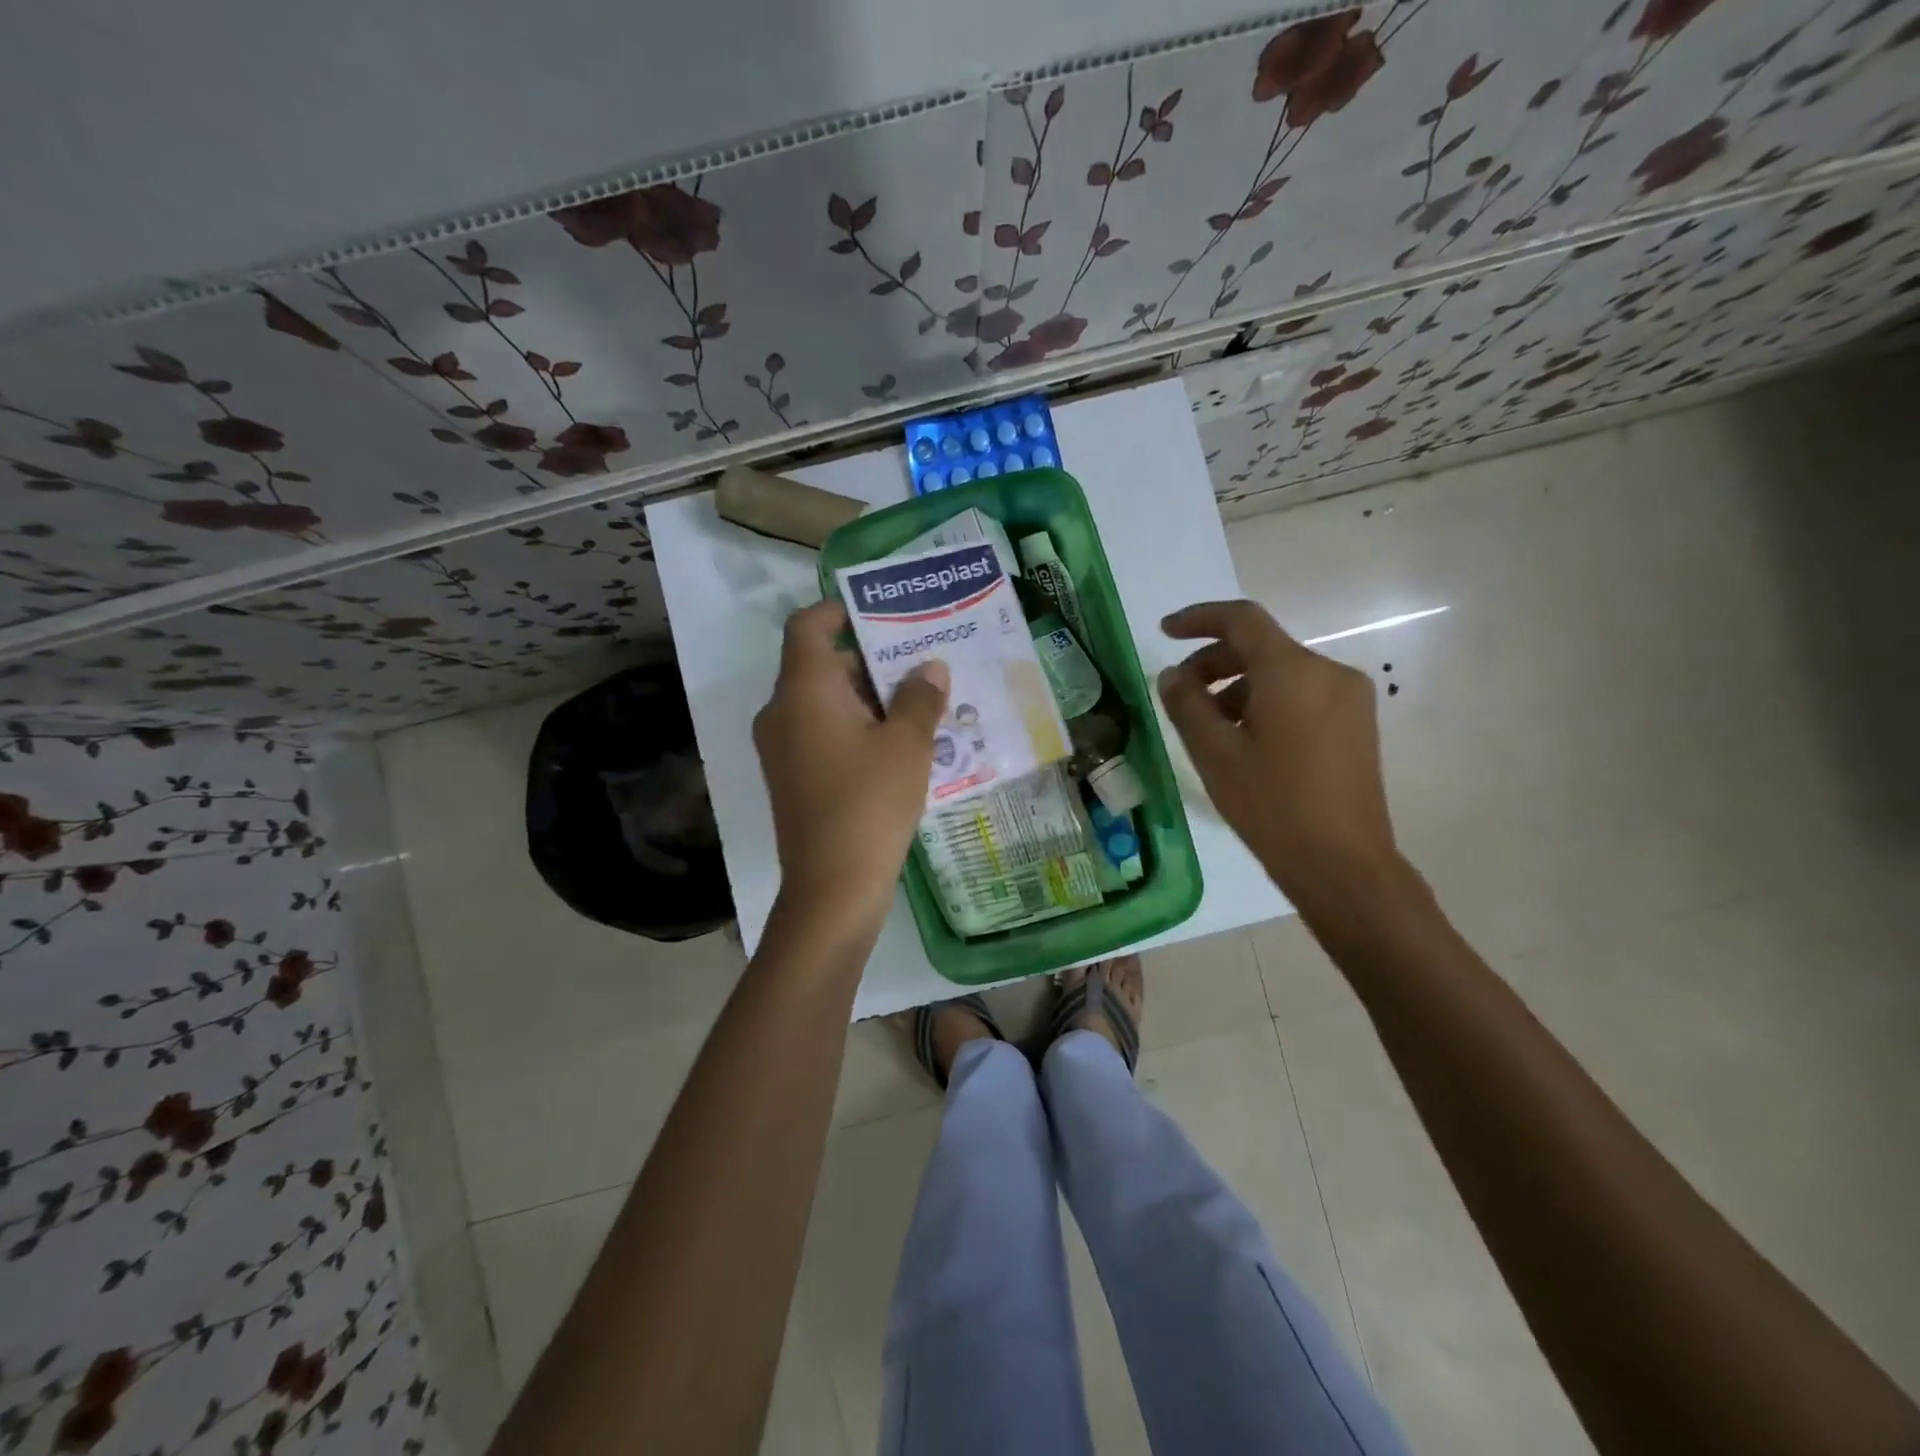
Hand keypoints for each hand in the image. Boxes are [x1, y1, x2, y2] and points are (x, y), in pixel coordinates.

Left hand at [754, 599, 949, 924]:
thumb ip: (919, 698)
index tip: (882, 614)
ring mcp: (782, 748)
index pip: (808, 626)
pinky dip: (855, 727)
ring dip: (867, 697)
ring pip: (824, 702)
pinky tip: (899, 745)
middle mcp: (782, 712)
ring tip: (919, 703)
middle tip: (920, 662)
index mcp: (803, 691)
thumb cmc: (870, 804)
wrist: (832, 887)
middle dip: (870, 659)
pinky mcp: (792, 777)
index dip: (840, 611)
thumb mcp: (907, 746)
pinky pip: (822, 733)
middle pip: (820, 665)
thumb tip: (930, 668)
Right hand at [1156, 600, 1399, 906]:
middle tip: (1180, 693)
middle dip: (1214, 661)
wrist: (1343, 865)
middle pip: (1262, 647)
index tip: (1164, 632)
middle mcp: (1328, 672)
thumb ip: (1187, 704)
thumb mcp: (1215, 754)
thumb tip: (1172, 674)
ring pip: (1281, 673)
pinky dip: (1266, 702)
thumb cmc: (1272, 806)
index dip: (1198, 619)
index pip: (1242, 620)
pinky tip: (1246, 740)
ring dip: (1238, 686)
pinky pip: (1302, 694)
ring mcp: (1349, 698)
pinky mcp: (1356, 723)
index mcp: (1293, 672)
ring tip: (1209, 726)